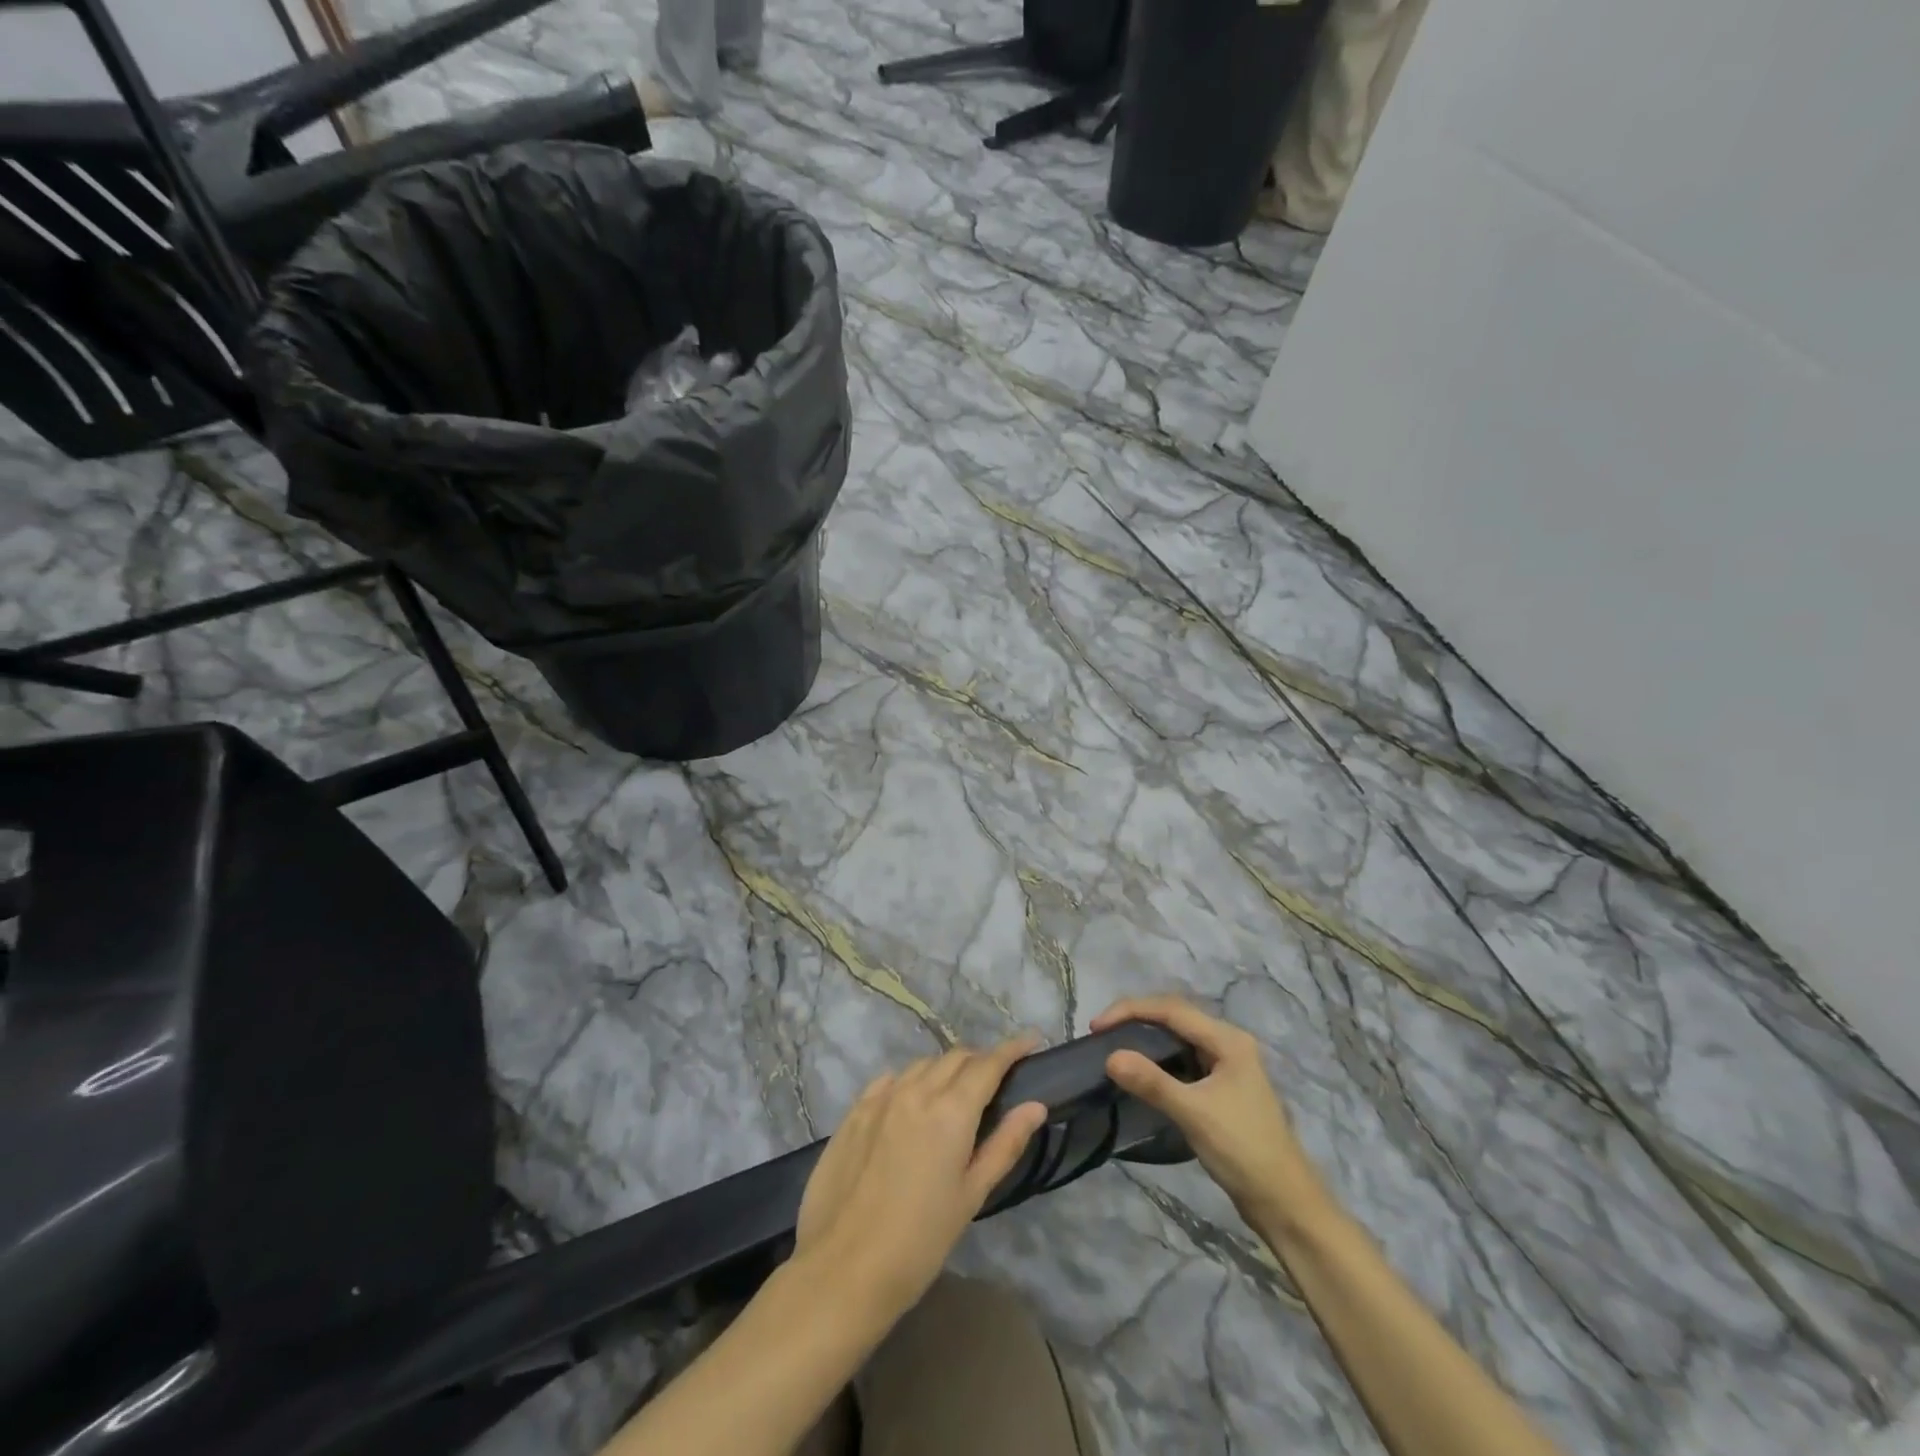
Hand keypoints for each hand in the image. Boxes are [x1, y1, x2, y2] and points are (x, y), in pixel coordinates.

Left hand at [795, 1037, 1048, 1320]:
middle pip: (956, 1057)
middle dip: (981, 1060)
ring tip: (955, 1093)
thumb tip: (1035, 1105)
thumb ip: (1004, 1144)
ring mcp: (881, 1098)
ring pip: (922, 1065)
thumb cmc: (919, 1241)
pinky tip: (911, 1101)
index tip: (1032, 1039)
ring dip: (945, 1069)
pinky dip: (910, 1081)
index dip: (1013, 1048)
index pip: (988, 1064)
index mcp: (951, 1110)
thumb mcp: (971, 1196)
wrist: (843, 1269)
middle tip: (996, 1079)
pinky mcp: (854, 1112)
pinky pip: (890, 1080)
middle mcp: (916, 1091)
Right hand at [1092, 996, 1330, 1234]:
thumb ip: (1152, 1082)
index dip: (1130, 1010)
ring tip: (1113, 1046)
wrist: (1285, 1203)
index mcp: (1228, 1040)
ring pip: (1178, 1037)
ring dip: (1146, 1037)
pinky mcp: (1222, 1086)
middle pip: (1175, 1016)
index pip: (1171, 1009)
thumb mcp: (1194, 1114)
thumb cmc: (1243, 1151)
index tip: (1096, 1026)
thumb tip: (1110, 1057)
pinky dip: (1158, 1058)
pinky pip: (1183, 1058)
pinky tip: (1141, 1070)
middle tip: (1101, 1033)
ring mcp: (1227, 1065)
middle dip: (1136, 1018)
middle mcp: (1228, 1043)